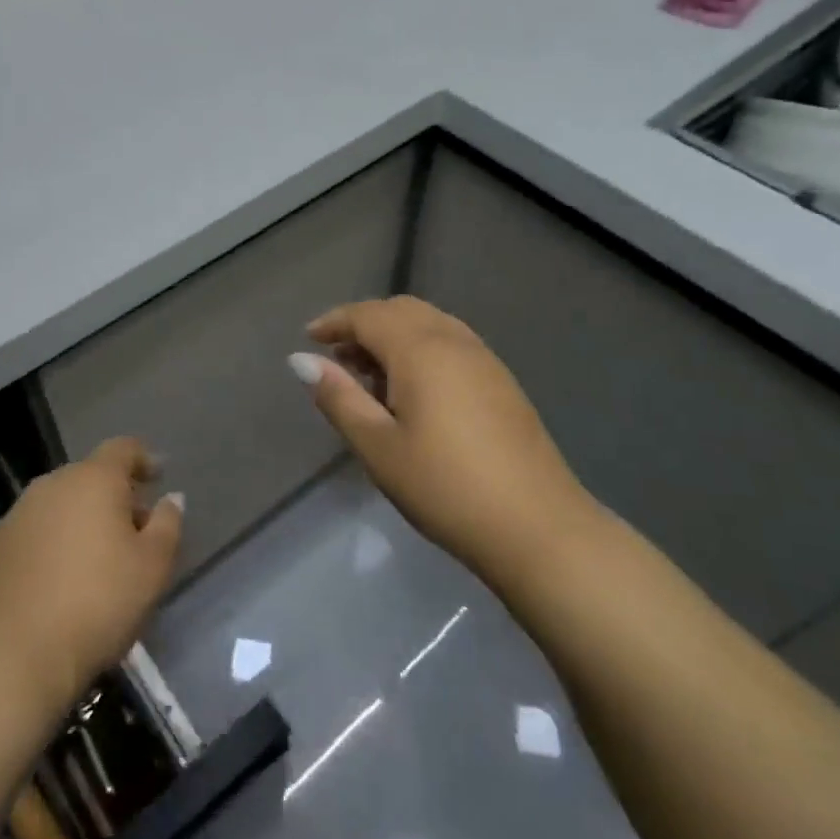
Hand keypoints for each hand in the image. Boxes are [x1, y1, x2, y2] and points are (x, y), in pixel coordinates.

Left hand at [0, 438, 182, 714]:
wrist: (16, 655)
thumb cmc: (98, 603)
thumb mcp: (153, 567)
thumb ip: (167, 524)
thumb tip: (170, 498)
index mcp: (94, 478)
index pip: (123, 448)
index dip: (144, 459)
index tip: (158, 478)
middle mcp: (53, 483)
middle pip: (91, 475)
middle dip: (115, 495)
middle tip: (135, 529)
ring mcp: (20, 512)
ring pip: (62, 502)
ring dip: (83, 517)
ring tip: (98, 556)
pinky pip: (37, 528)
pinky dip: (55, 540)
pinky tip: (62, 576)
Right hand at [294, 296, 595, 578]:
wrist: (538, 528)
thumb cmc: (445, 487)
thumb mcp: (378, 447)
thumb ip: (339, 397)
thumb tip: (301, 360)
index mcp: (421, 349)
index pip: (368, 315)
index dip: (335, 321)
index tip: (309, 338)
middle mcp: (455, 341)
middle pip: (401, 310)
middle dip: (364, 324)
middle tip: (337, 358)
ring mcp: (485, 359)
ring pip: (429, 324)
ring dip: (394, 336)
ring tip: (370, 376)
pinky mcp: (502, 382)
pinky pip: (451, 343)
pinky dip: (421, 348)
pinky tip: (413, 392)